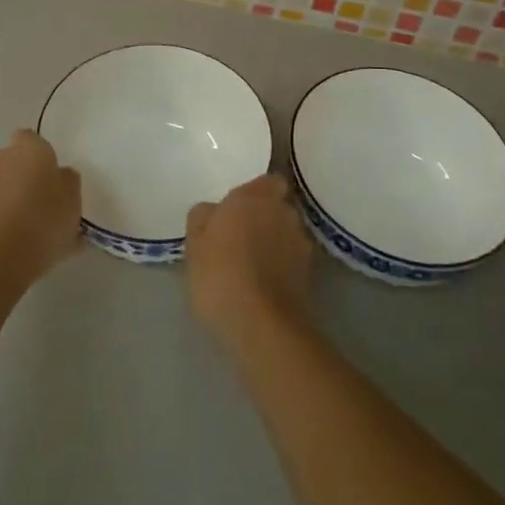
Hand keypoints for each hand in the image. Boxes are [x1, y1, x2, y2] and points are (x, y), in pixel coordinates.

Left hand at [0, 130, 82, 289]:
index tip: (55, 176)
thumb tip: (59, 176)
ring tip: (36, 230)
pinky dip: (6, 220)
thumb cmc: (44, 220)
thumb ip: (68, 181)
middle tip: (47, 202)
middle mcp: (1, 158)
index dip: (43, 155)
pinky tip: (23, 244)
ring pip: (4, 186)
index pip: (33, 138)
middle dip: (27, 176)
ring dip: (16, 199)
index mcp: (29, 148)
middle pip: (16, 162)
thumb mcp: (74, 199)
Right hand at [185, 174, 312, 345]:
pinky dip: (283, 265)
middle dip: (265, 216)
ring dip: (275, 241)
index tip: (240, 208)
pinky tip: (265, 283)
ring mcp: (301, 241)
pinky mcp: (310, 272)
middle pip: (278, 206)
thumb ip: (202, 217)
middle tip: (242, 235)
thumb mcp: (194, 243)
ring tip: (254, 263)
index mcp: (254, 196)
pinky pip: (293, 259)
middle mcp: (283, 211)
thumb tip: (212, 210)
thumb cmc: (220, 273)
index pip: (268, 180)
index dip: (257, 193)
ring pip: (287, 232)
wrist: (261, 323)